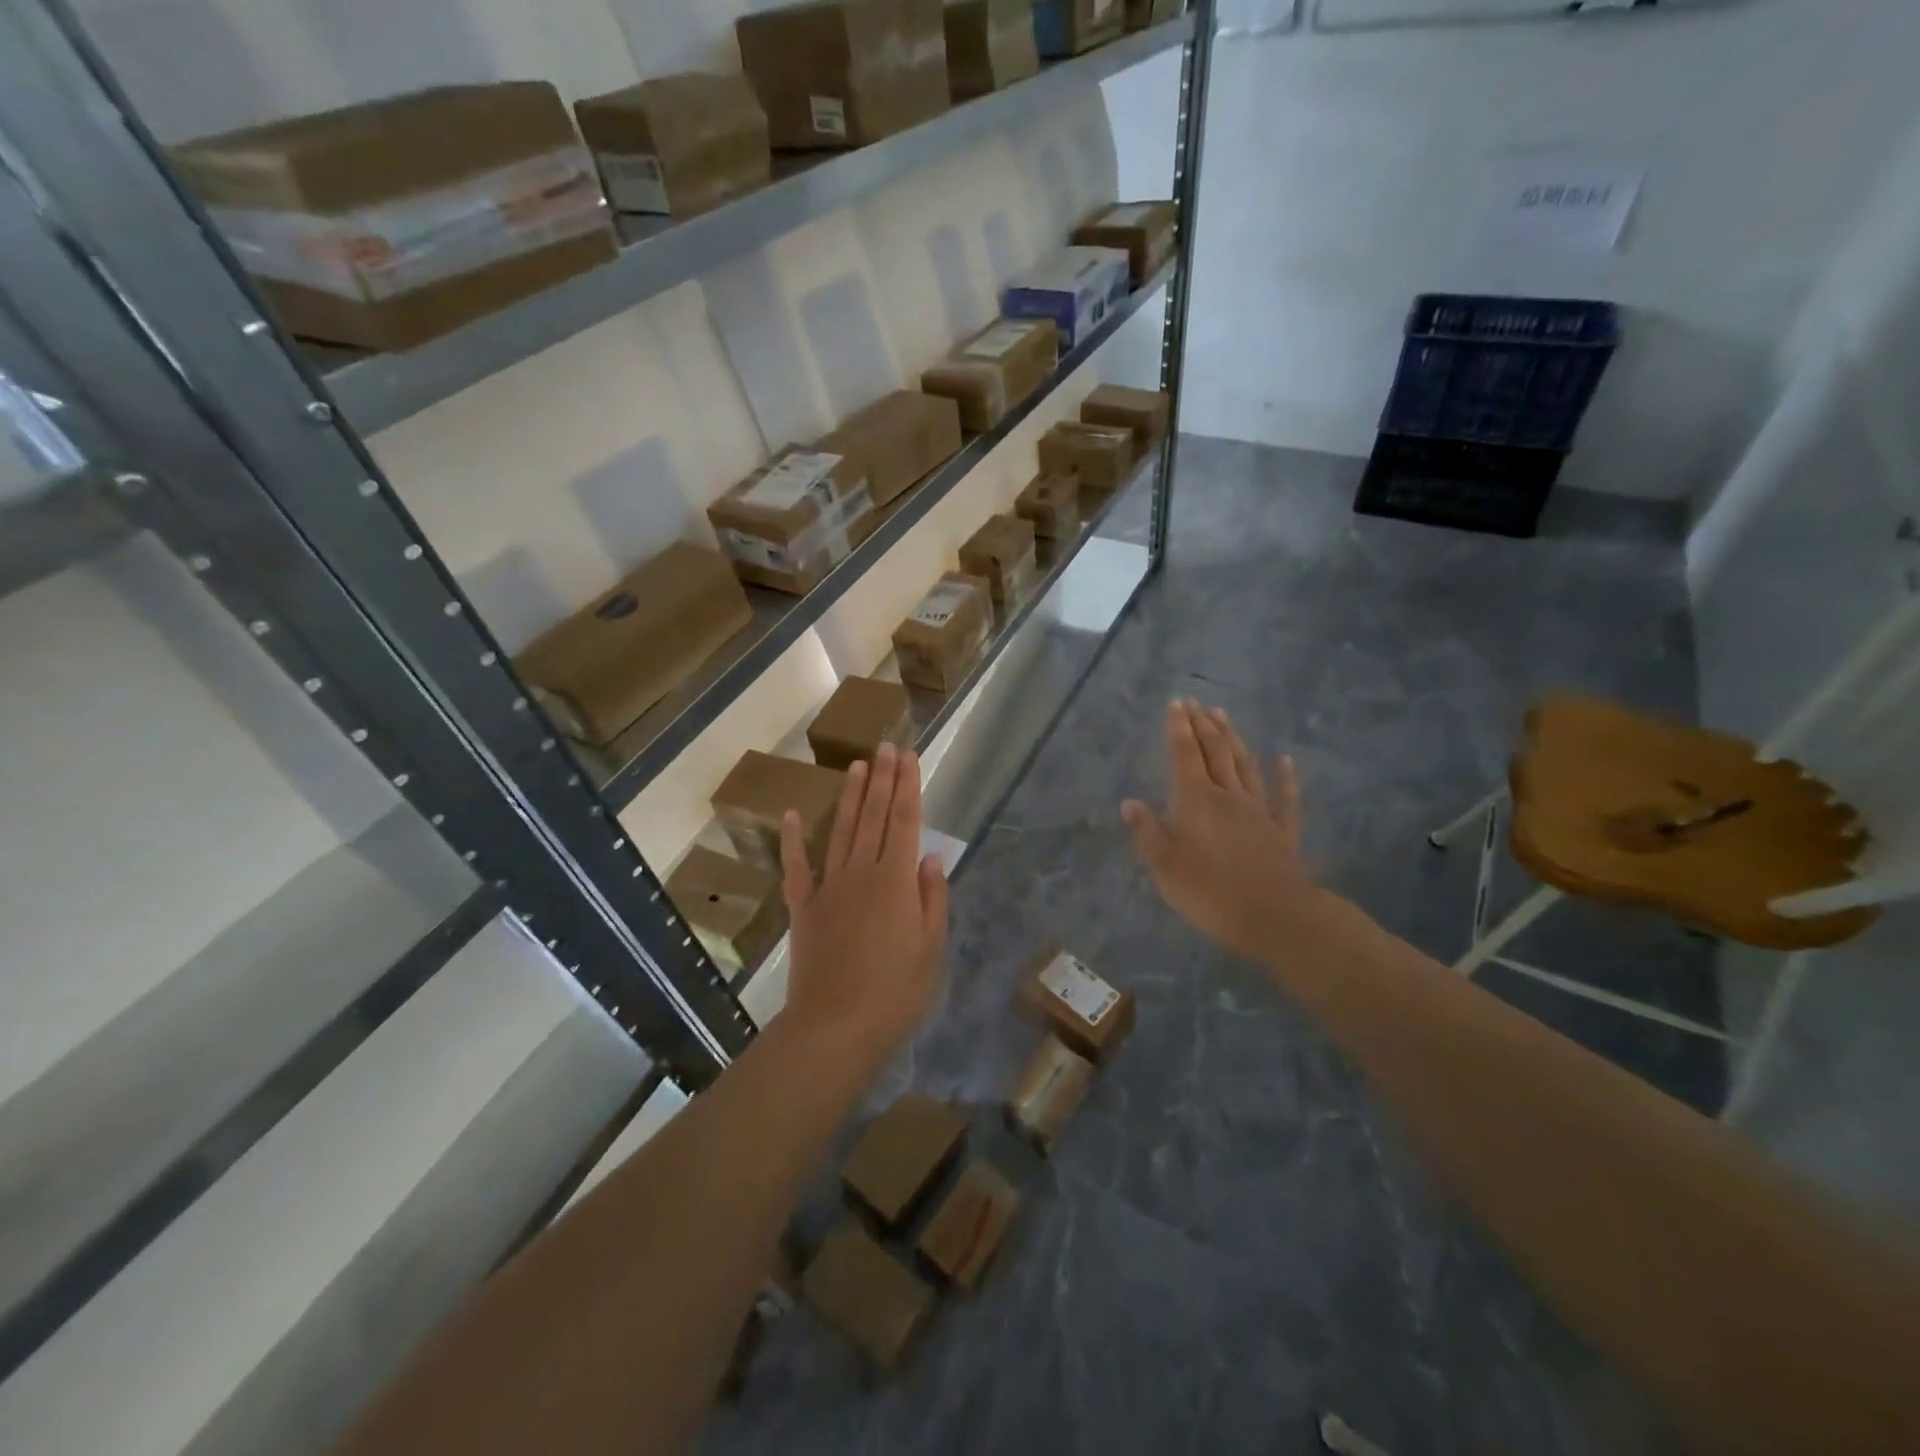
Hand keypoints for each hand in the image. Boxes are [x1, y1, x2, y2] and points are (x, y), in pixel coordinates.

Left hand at [780, 743, 948, 1060]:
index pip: (905, 822)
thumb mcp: (931, 949)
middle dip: (882, 779)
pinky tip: (794, 815)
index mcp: (896, 881)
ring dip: (850, 796)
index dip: (908, 787)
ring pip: (842, 830)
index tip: (909, 757)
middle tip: (886, 746)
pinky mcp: (804, 907)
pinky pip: (797, 866)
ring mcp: (829, 887)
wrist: (835, 1027)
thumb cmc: (895, 992)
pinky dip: (793, 839)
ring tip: (857, 766)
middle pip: (874, 816)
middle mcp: (862, 872)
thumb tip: (930, 857)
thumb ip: (932, 898)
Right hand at [1122, 700, 1321, 961]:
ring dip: (1233, 739)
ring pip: (1244, 765)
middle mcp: (1228, 795)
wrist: (1275, 917)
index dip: (1178, 728)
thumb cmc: (1209, 892)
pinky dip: (1285, 776)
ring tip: (1224, 715)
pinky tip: (1285, 760)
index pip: (1184, 754)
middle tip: (1195, 702)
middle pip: (1215, 752)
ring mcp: (1259, 811)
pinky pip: (1284, 797)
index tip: (1176, 703)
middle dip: (1202, 725)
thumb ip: (1147, 832)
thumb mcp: (1164, 866)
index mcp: (1196, 800)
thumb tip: (1129, 803)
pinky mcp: (1282, 831)